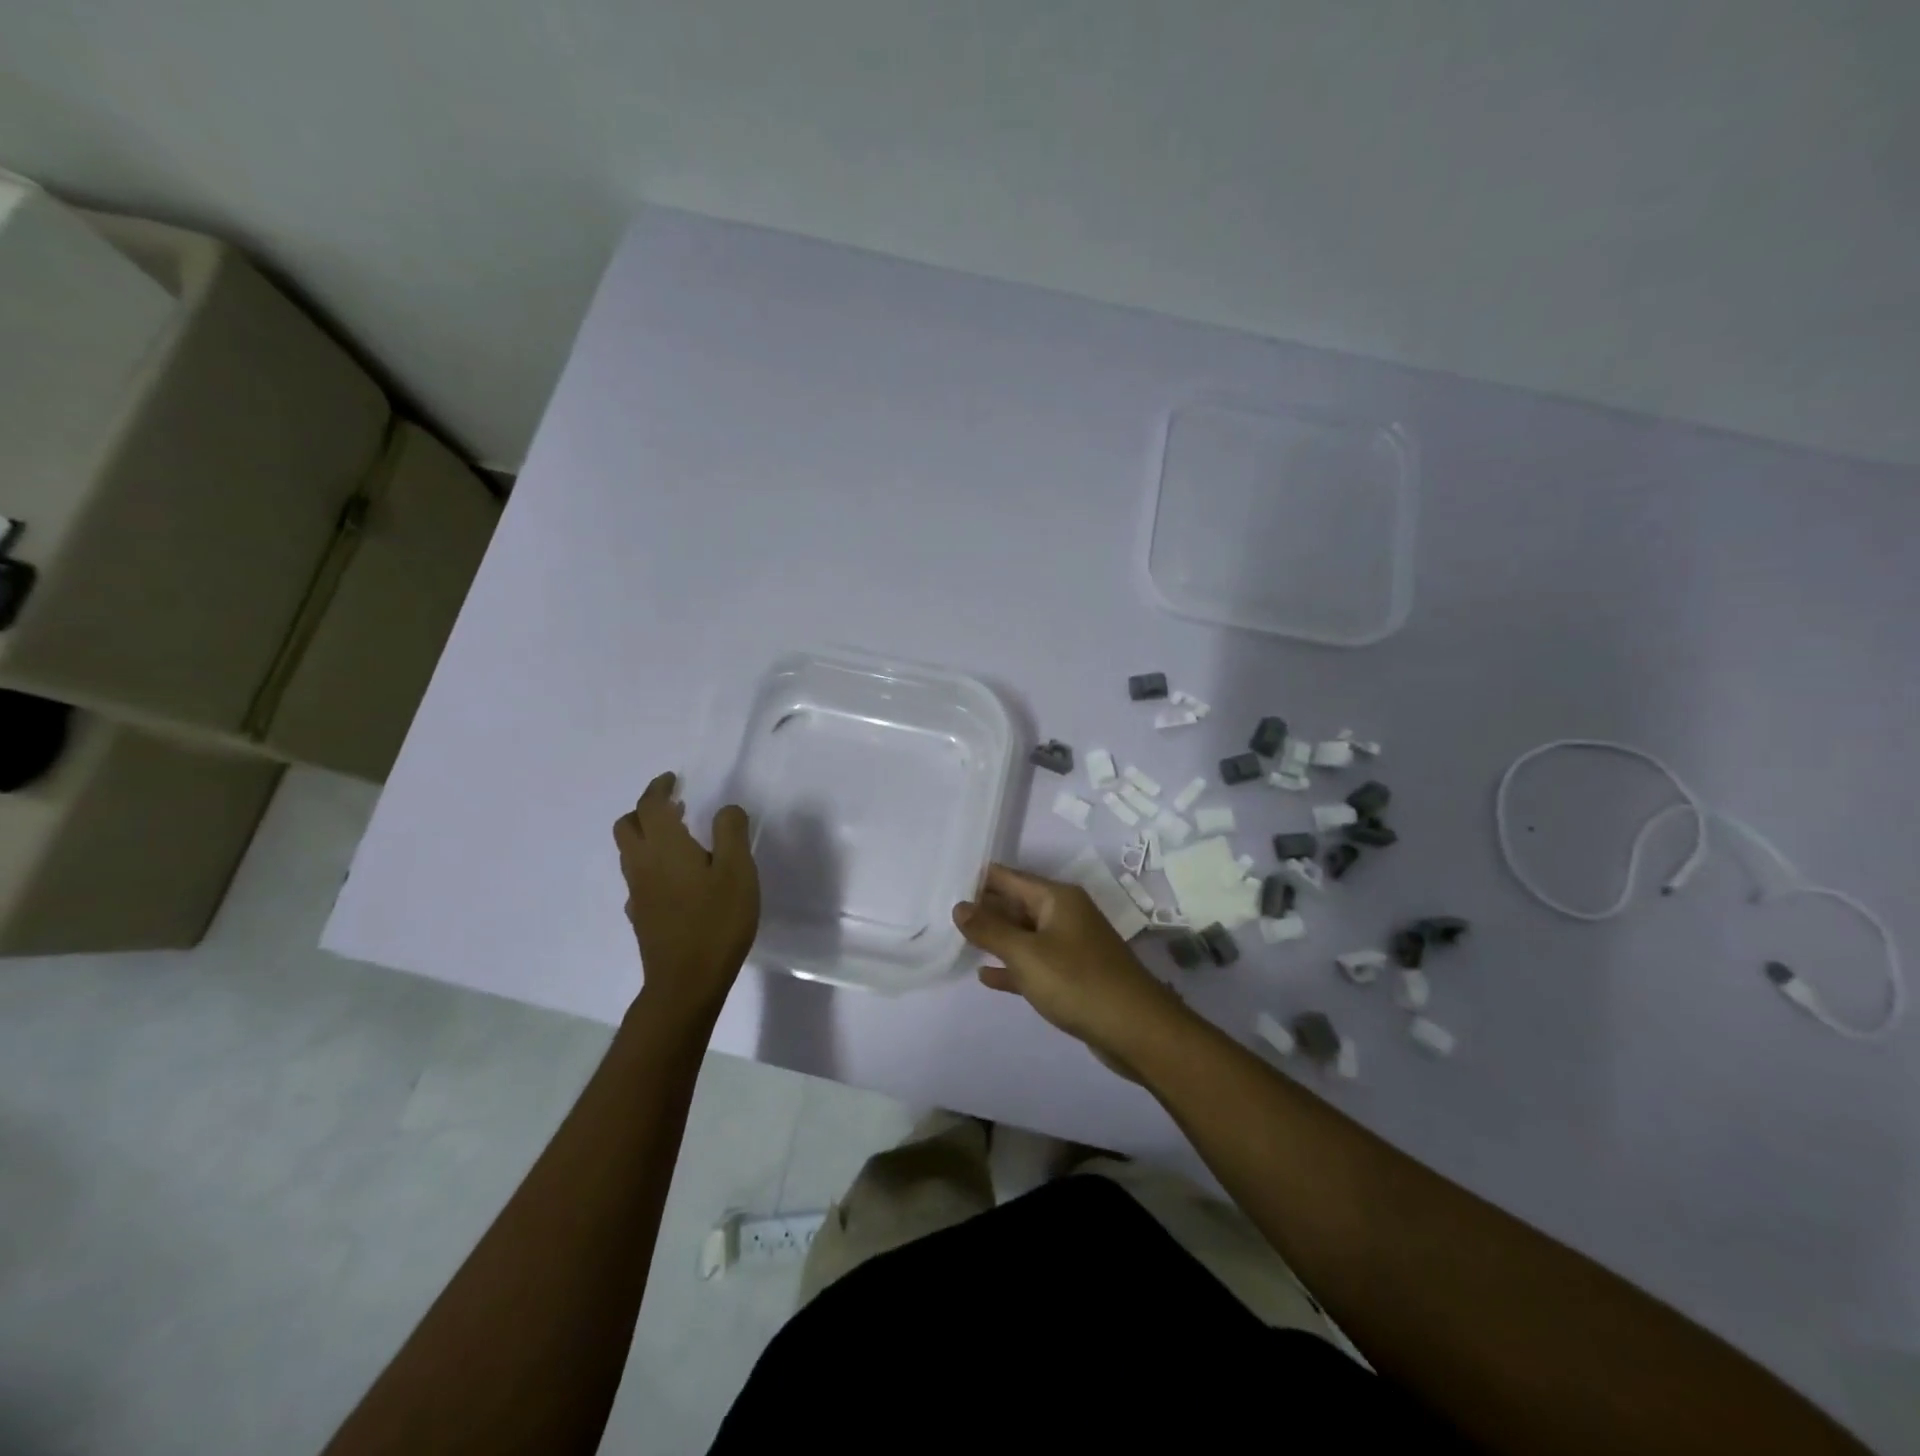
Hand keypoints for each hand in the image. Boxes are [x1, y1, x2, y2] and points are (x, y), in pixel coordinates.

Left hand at [614, 773, 759, 1020]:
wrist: (686, 981)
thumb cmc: (717, 920)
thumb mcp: (738, 870)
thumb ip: (732, 832)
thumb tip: (726, 809)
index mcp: (665, 846)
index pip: (650, 805)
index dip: (659, 788)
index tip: (673, 780)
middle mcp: (643, 864)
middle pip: (628, 825)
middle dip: (646, 809)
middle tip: (674, 807)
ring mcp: (638, 892)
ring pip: (630, 852)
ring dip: (648, 835)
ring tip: (681, 838)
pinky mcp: (641, 915)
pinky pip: (638, 877)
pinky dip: (652, 864)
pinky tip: (677, 878)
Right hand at [953, 864, 1187, 1070]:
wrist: (1136, 1030)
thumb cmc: (1077, 982)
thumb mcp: (1026, 954)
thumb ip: (990, 929)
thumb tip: (959, 906)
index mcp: (1056, 898)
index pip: (1009, 877)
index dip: (978, 879)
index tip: (945, 883)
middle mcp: (1064, 914)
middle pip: (1016, 903)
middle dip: (983, 908)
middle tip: (943, 913)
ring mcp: (1070, 945)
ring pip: (1024, 934)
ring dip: (995, 937)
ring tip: (957, 940)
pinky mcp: (1072, 975)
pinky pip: (1034, 962)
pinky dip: (1011, 966)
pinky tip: (985, 976)